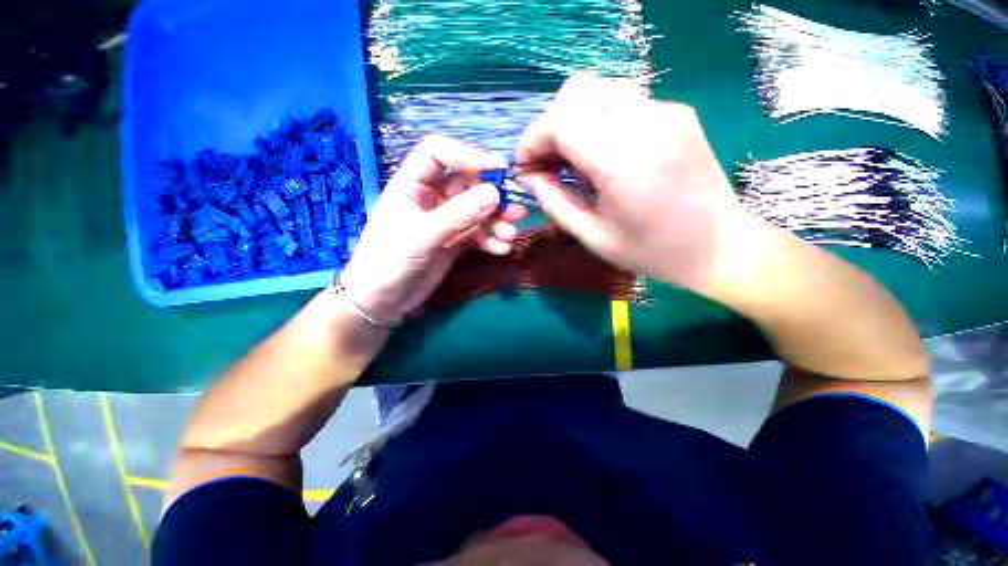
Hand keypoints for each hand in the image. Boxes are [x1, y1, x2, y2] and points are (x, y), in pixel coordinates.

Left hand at [339, 136, 525, 325]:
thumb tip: (494, 194)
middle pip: (466, 184)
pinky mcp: (454, 243)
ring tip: (510, 235)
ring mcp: (444, 222)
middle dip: (492, 196)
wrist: (381, 303)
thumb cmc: (387, 263)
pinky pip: (477, 235)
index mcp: (411, 185)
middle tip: (514, 210)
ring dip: (496, 222)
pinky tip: (502, 249)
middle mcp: (430, 199)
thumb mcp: (420, 237)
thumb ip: (455, 216)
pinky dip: (491, 240)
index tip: (497, 169)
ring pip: (476, 212)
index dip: (466, 155)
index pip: (438, 154)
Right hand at [516, 75, 755, 296]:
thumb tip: (529, 176)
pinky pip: (622, 100)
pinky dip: (598, 121)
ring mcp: (667, 111)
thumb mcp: (592, 236)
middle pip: (576, 92)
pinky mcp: (677, 112)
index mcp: (624, 162)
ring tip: (575, 161)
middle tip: (548, 164)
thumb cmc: (652, 252)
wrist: (720, 246)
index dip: (532, 140)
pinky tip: (604, 156)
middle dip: (549, 127)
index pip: (560, 121)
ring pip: (598, 89)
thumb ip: (554, 201)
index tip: (526, 167)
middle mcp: (648, 123)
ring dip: (573, 121)